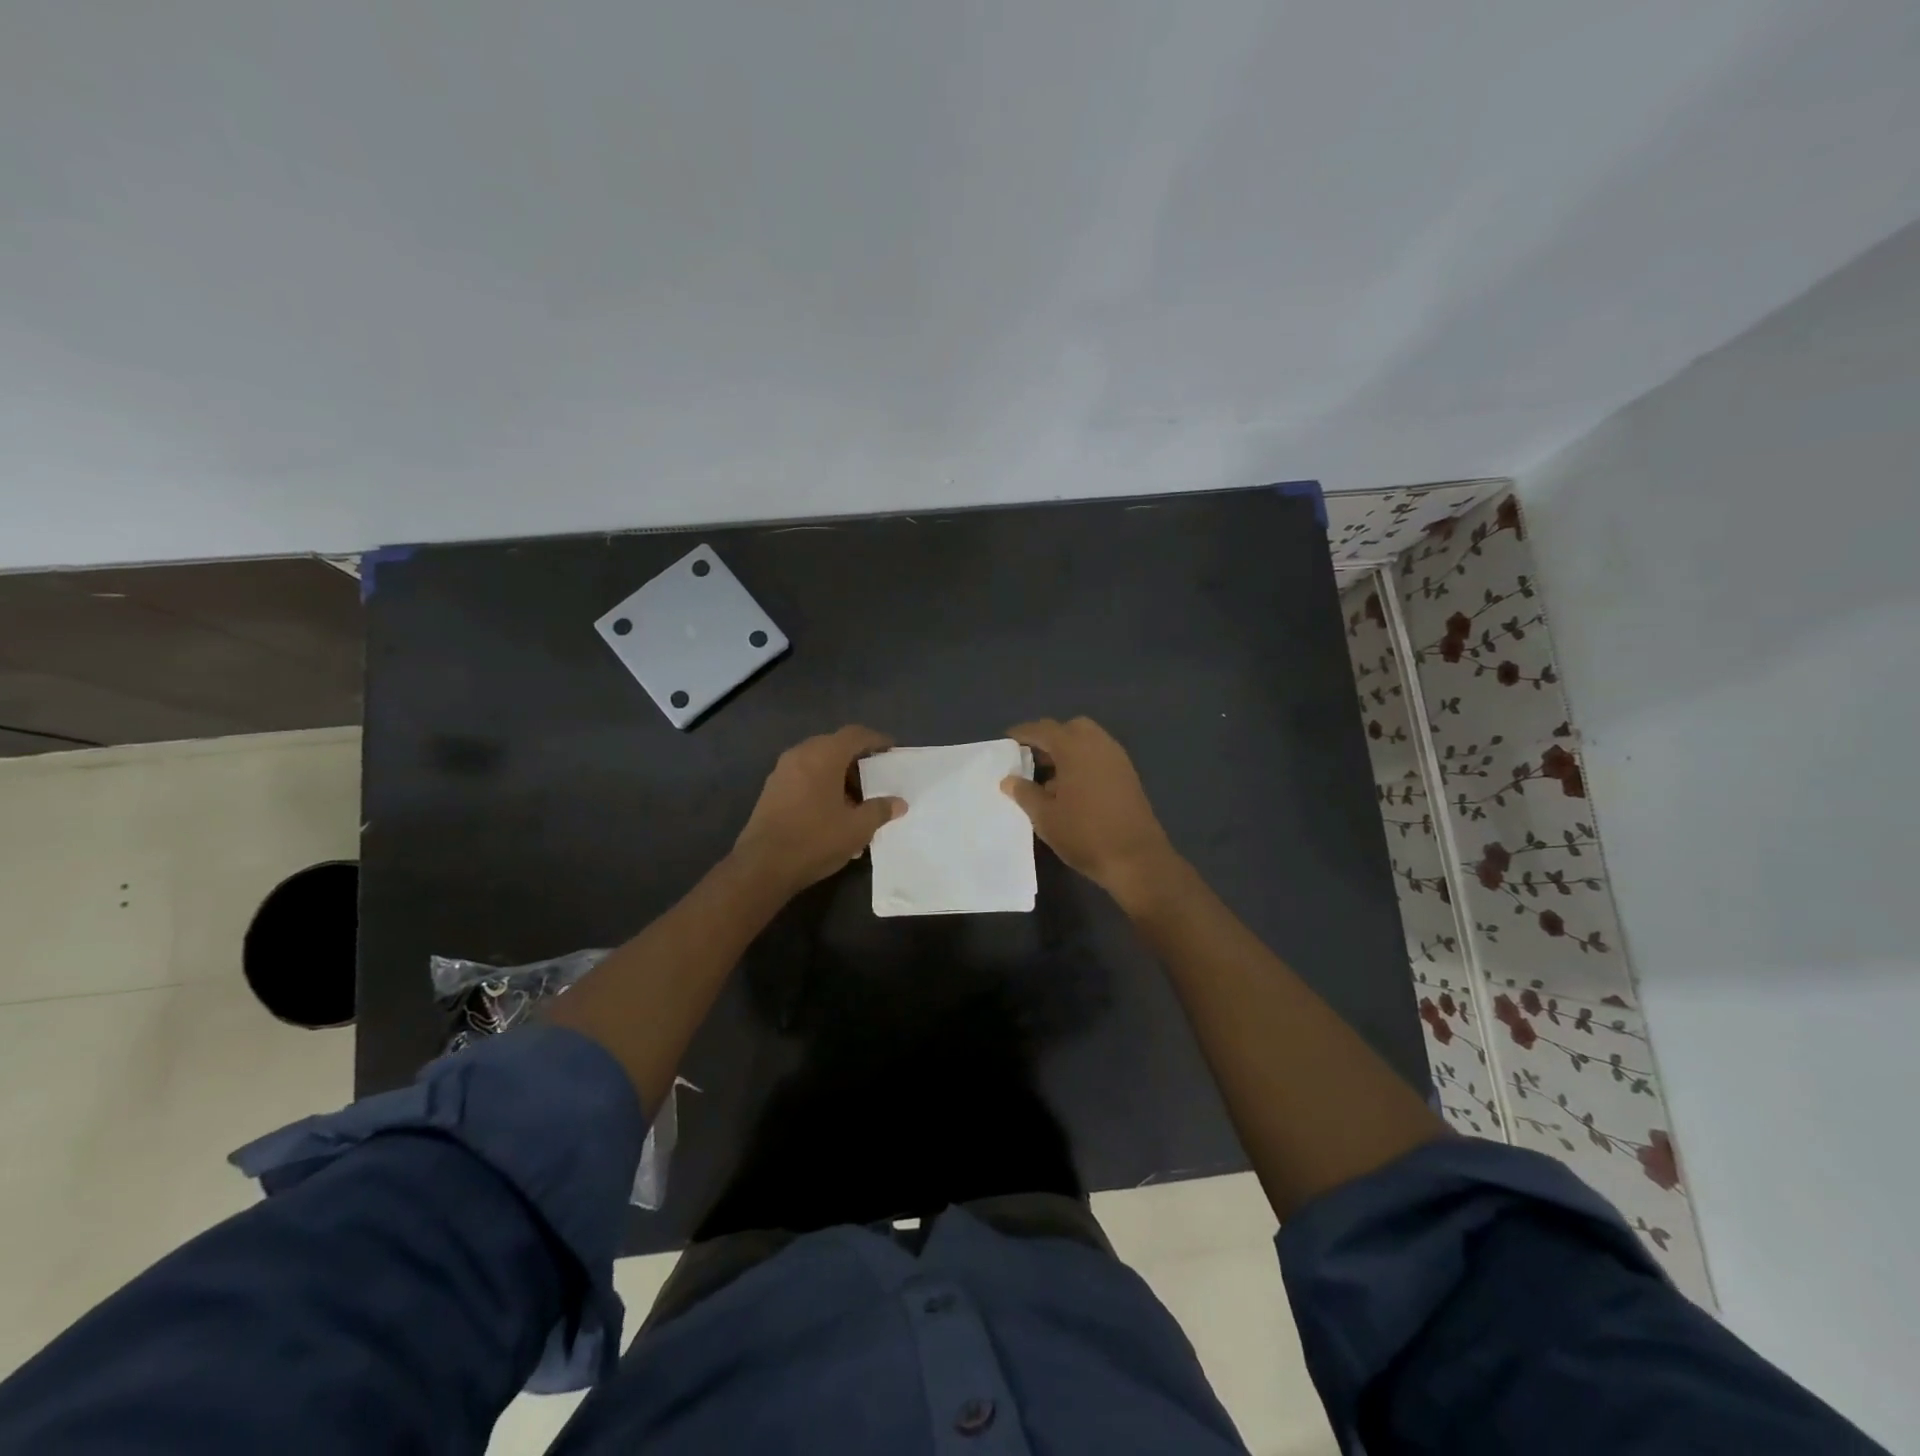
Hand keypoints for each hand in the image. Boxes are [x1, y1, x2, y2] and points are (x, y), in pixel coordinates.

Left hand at [732, 725, 905, 893]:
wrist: (762, 866)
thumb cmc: (815, 839)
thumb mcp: (857, 828)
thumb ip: (880, 810)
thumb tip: (898, 803)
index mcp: (824, 755)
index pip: (855, 734)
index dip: (876, 740)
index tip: (892, 751)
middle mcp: (800, 754)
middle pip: (835, 746)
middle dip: (857, 760)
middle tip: (875, 780)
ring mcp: (782, 771)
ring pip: (818, 762)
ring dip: (838, 775)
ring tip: (856, 801)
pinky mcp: (771, 790)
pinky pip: (804, 776)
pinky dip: (821, 785)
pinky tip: (832, 812)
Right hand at [1001, 717, 1180, 910]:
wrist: (1136, 858)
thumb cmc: (1084, 834)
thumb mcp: (1045, 817)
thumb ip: (1025, 793)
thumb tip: (1009, 779)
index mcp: (1074, 748)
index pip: (1043, 729)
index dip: (1023, 733)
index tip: (1007, 741)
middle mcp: (1098, 744)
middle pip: (1069, 728)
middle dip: (1050, 738)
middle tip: (1032, 759)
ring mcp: (1117, 758)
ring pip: (1088, 741)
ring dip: (1068, 750)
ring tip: (1050, 778)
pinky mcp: (1128, 775)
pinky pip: (1100, 755)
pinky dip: (1084, 761)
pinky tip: (1073, 788)